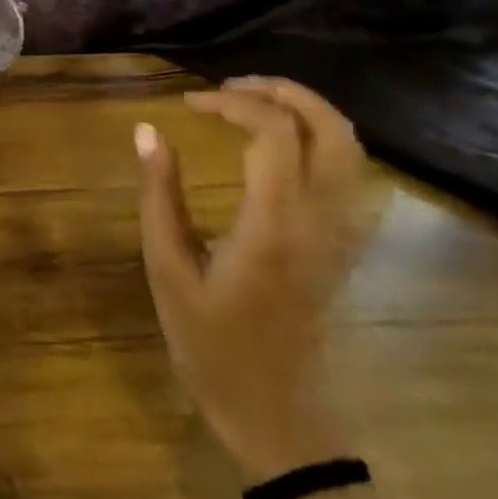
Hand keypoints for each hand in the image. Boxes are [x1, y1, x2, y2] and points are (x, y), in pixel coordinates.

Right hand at [134, 77, 373, 481]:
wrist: (273, 411)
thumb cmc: (209, 344)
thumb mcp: (167, 270)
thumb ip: (159, 195)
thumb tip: (147, 131)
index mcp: (274, 225)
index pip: (272, 133)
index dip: (232, 103)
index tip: (188, 103)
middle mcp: (320, 221)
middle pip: (330, 128)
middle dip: (282, 92)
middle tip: (230, 88)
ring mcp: (341, 234)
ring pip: (350, 148)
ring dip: (306, 111)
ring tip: (252, 104)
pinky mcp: (343, 245)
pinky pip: (349, 173)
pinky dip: (319, 139)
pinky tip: (278, 145)